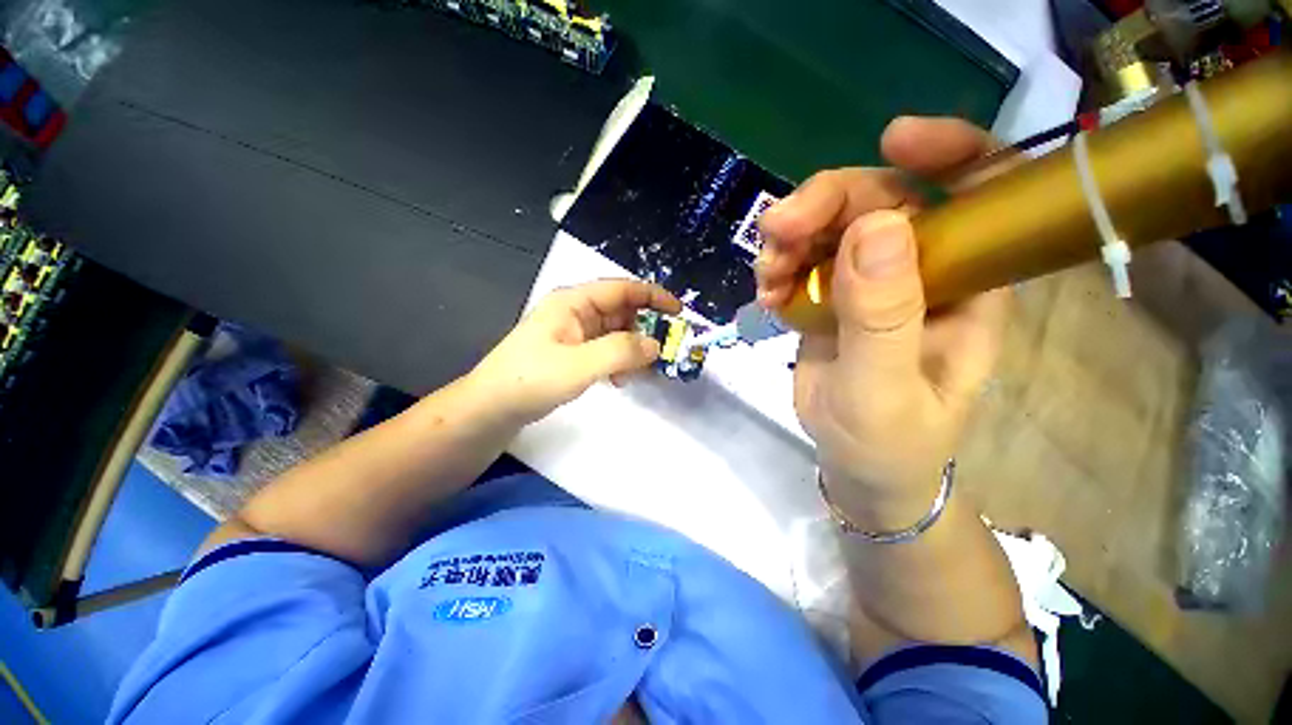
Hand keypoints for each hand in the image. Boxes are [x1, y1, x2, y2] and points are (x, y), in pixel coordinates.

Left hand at [471, 279, 681, 424]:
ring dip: (632, 349)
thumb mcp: (579, 365)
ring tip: (641, 371)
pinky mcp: (573, 353)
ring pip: (616, 333)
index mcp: (574, 302)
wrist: (491, 409)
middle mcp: (576, 312)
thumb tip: (655, 345)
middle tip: (665, 350)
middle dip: (645, 328)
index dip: (653, 296)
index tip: (679, 312)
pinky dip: (619, 361)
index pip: (622, 289)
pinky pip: (606, 350)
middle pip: (621, 311)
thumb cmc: (530, 380)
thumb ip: (621, 352)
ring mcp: (574, 333)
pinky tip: (620, 380)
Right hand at [757, 117, 1009, 518]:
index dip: (947, 150)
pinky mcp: (829, 298)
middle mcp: (921, 270)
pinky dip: (776, 269)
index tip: (890, 140)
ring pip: (828, 227)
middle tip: (775, 233)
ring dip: (789, 241)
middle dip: (823, 205)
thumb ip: (882, 315)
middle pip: (877, 200)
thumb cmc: (889, 442)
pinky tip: (765, 296)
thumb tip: (874, 225)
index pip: (979, 189)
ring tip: (765, 279)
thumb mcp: (885, 388)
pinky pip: (800, 260)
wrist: (859, 468)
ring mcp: (868, 282)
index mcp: (968, 284)